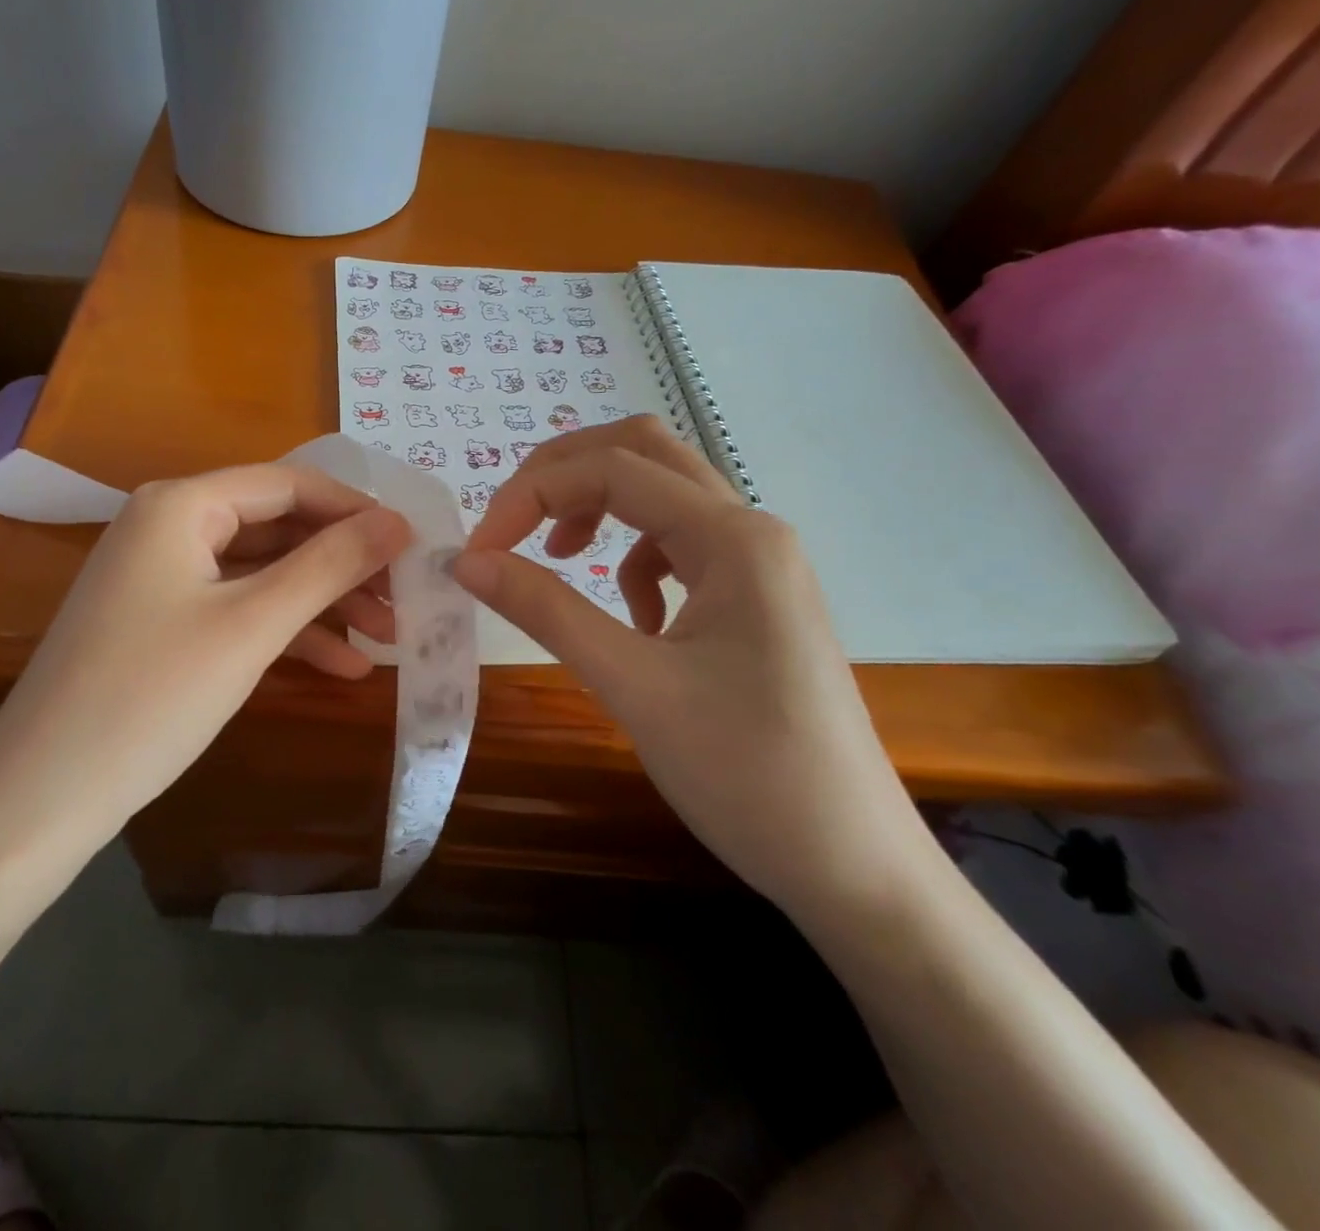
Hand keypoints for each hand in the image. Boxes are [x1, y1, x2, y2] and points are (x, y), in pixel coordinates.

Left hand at [0, 464, 410, 846]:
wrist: (42, 797)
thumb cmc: (153, 695)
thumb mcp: (253, 625)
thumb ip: (329, 565)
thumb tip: (399, 522)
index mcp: (181, 504)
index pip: (289, 484)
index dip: (355, 510)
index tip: (412, 545)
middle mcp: (168, 525)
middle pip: (278, 527)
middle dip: (343, 564)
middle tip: (404, 599)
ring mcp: (161, 575)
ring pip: (262, 572)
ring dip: (323, 602)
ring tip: (387, 638)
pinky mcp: (161, 621)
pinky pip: (236, 608)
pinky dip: (286, 631)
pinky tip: (340, 665)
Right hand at [452, 417, 935, 915]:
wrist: (854, 866)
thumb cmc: (746, 772)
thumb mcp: (632, 684)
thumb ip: (546, 609)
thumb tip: (466, 562)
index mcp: (734, 537)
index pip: (612, 470)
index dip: (531, 495)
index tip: (478, 551)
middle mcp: (752, 530)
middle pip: (644, 453)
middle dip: (565, 474)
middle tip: (511, 522)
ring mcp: (759, 564)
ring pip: (663, 497)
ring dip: (599, 512)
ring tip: (561, 560)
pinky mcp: (755, 599)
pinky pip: (681, 548)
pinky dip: (636, 563)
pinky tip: (634, 622)